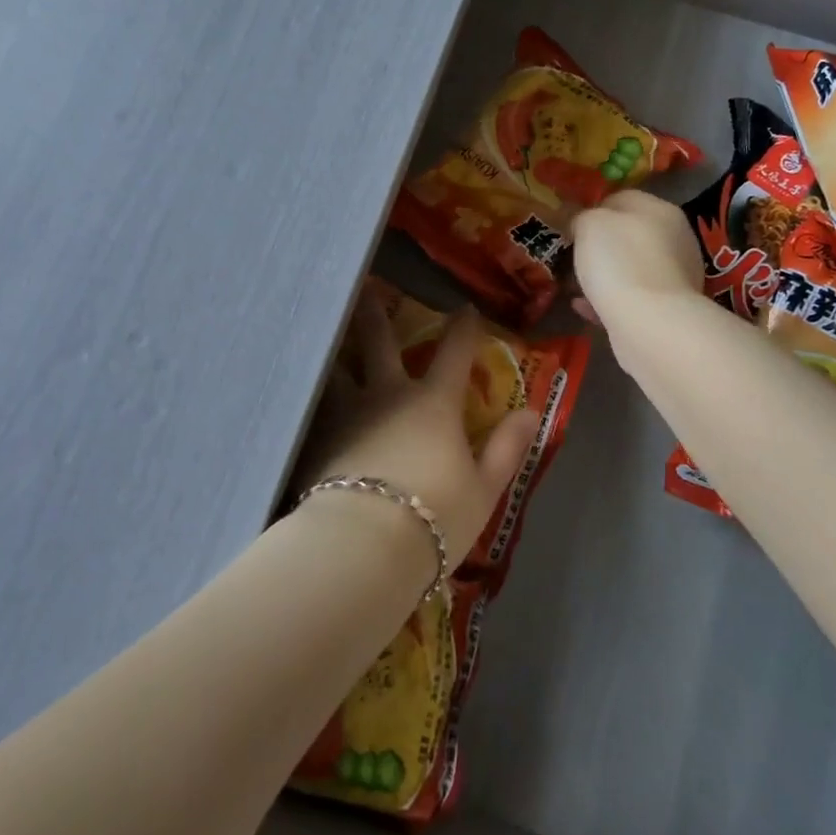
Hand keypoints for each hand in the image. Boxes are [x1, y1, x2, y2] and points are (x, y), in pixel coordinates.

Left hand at [300, 292, 536, 566]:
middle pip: (379, 343)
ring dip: (335, 349)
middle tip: (364, 287)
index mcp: (433, 403)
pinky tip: (304, 391)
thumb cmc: (434, 517)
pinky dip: (314, 393)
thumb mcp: (484, 489)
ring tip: (324, 334)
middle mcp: (388, 396)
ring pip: (338, 369)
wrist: (362, 547)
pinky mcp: (318, 439)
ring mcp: (347, 415)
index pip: (454, 353)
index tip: (464, 308)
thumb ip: (506, 448)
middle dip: (375, 314)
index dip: (463, 328)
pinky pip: (317, 406)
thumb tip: (531, 411)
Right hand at [569, 190, 701, 327]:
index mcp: (660, 210)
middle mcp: (675, 239)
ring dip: (603, 275)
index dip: (592, 209)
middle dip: (600, 245)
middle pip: (629, 234)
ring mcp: (675, 276)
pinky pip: (631, 297)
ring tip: (575, 285)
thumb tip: (581, 222)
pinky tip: (584, 307)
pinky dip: (608, 300)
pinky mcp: (668, 309)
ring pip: (630, 268)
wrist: (650, 323)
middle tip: (571, 257)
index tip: (570, 227)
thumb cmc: (619, 262)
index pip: (622, 198)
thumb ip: (582, 216)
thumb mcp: (590, 224)